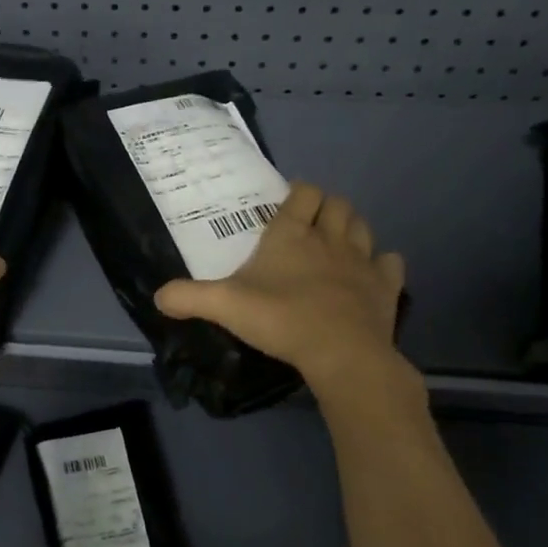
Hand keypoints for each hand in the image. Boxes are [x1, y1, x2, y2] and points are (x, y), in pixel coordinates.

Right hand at [154, 182, 418, 405]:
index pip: (303, 193)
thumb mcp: (223, 306)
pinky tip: (370, 273)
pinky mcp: (385, 286)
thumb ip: (188, 298)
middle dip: (326, 207)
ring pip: (363, 226)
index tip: (288, 201)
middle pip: (337, 204)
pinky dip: (381, 262)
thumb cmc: (281, 319)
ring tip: (337, 242)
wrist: (341, 354)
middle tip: (311, 223)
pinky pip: (390, 262)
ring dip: (352, 227)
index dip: (298, 193)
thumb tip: (157, 297)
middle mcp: (329, 238)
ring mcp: (362, 261)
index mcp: (291, 234)